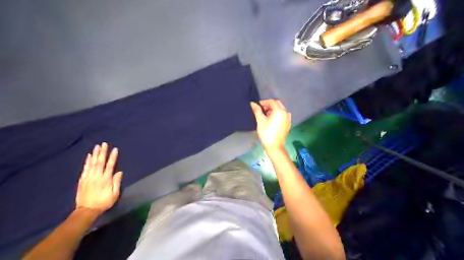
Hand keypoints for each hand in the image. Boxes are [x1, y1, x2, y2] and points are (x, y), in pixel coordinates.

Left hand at [76, 143, 122, 213]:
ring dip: (95, 154)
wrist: (86, 211)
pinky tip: (89, 156)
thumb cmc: (103, 202)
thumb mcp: (114, 194)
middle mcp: (97, 176)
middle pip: (100, 162)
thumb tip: (119, 172)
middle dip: (103, 152)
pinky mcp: (82, 180)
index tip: (115, 149)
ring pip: (92, 163)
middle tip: (104, 144)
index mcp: (106, 179)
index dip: (113, 157)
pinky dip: (87, 161)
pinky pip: (85, 168)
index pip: (110, 165)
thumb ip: (116, 182)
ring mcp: (88, 177)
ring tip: (97, 146)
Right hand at [250, 100, 288, 150]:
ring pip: (280, 110)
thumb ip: (257, 110)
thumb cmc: (266, 132)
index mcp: (279, 111)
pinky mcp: (288, 124)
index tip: (257, 105)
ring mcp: (288, 119)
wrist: (275, 146)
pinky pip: (283, 115)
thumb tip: (252, 103)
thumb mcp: (260, 120)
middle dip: (269, 105)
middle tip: (261, 109)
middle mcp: (285, 113)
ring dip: (273, 109)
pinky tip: (272, 120)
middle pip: (277, 104)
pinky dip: (277, 115)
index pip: (272, 101)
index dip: (264, 102)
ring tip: (265, 115)